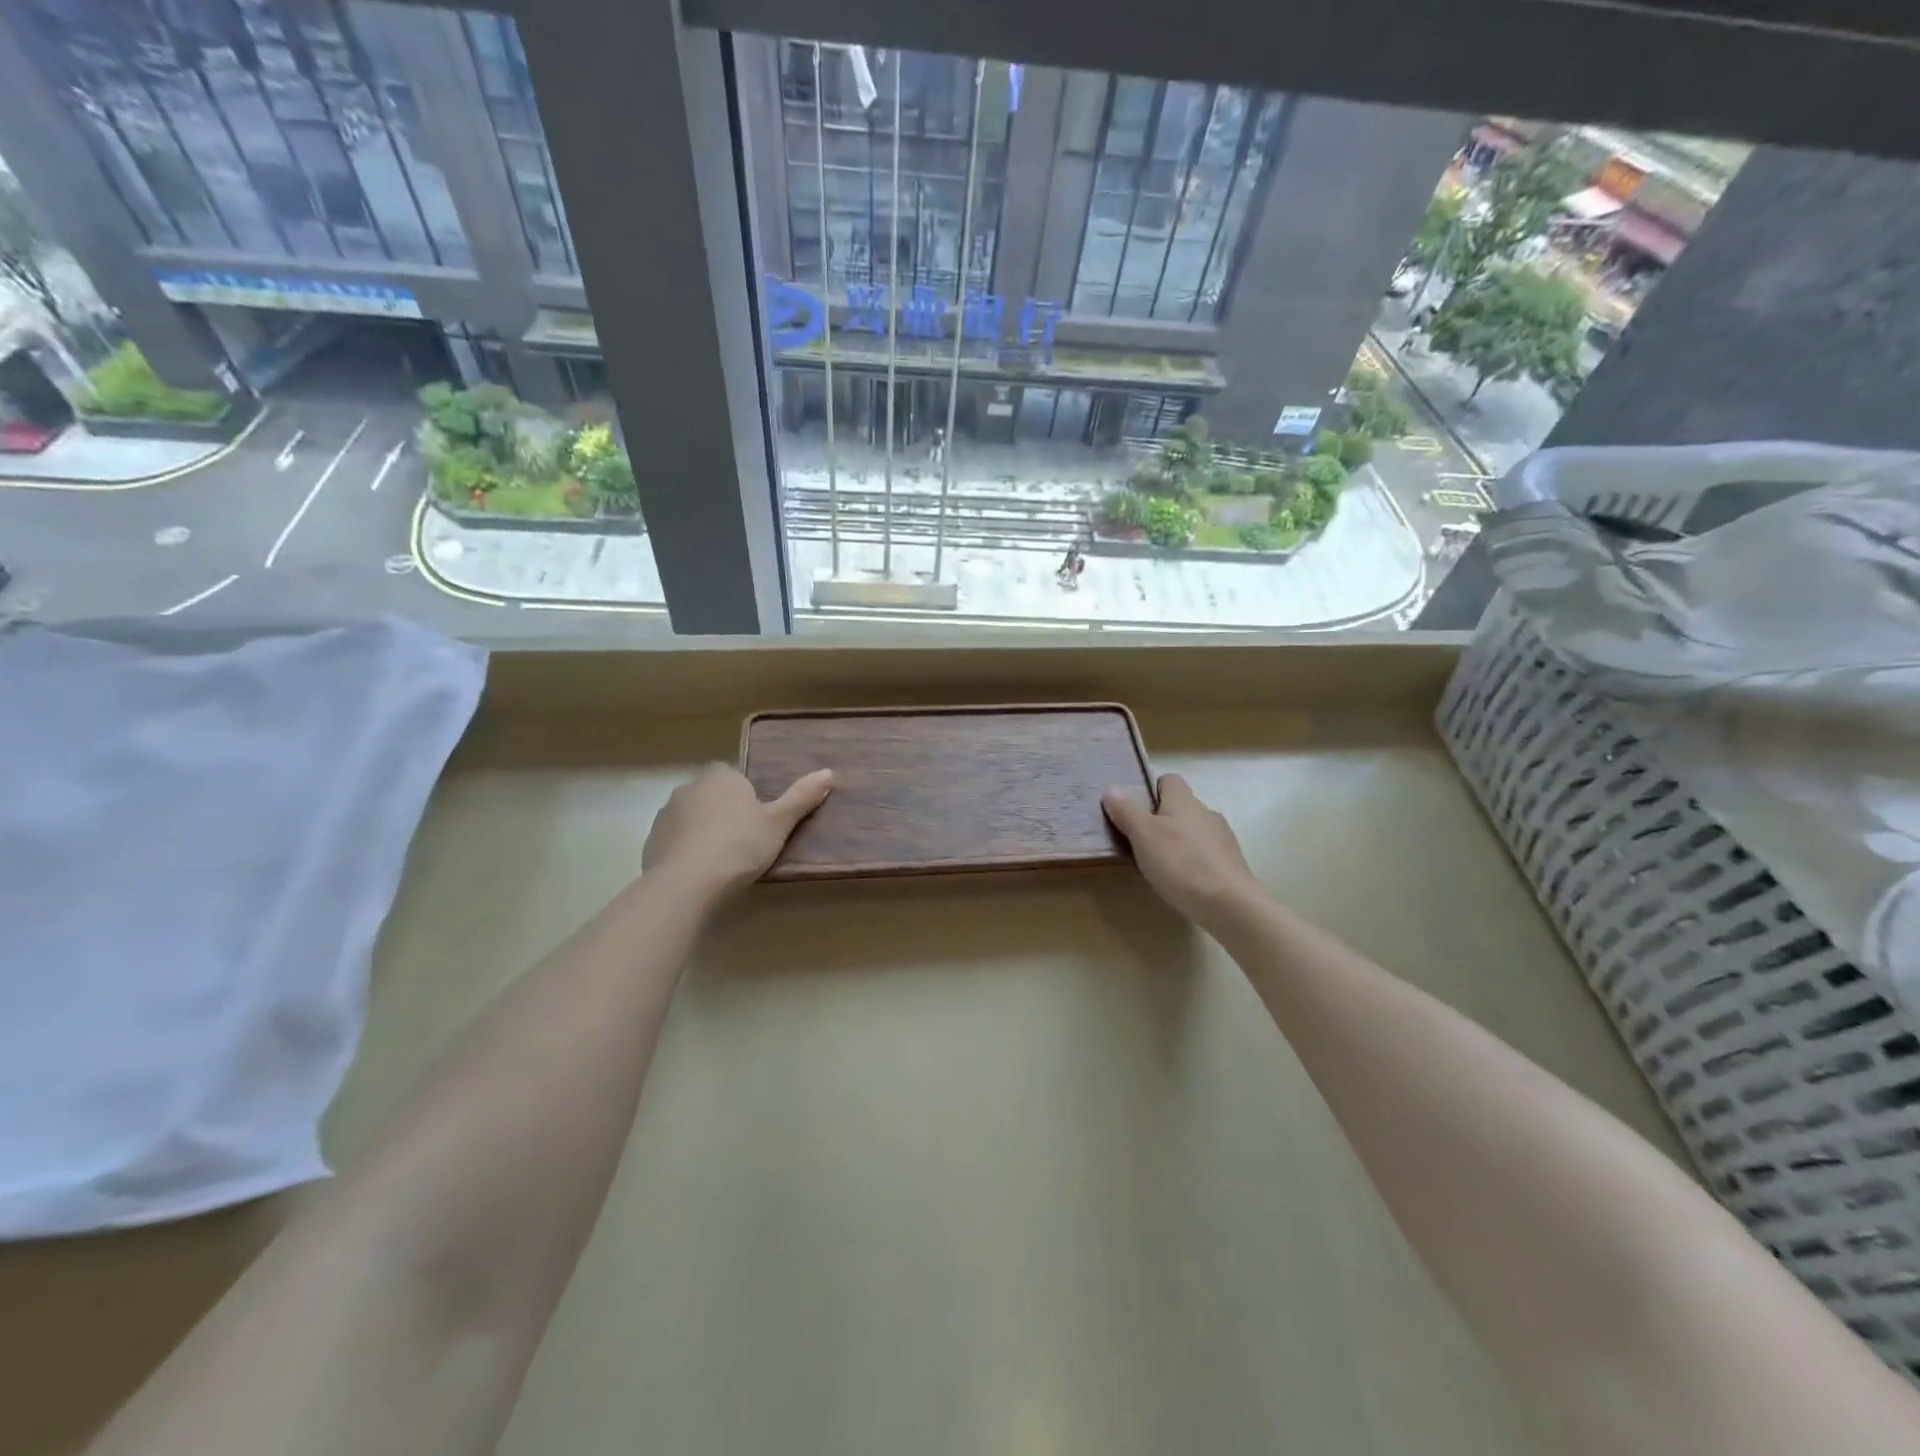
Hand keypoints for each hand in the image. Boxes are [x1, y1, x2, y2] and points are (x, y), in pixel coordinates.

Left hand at [643, 765, 833, 898]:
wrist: (687, 882)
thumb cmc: (740, 845)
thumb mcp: (779, 823)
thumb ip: (801, 797)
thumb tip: (829, 772)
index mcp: (721, 777)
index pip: (735, 775)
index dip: (747, 795)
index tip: (758, 819)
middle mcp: (690, 787)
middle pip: (712, 795)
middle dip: (724, 811)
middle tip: (745, 840)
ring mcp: (666, 814)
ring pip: (691, 817)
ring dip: (703, 830)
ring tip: (722, 859)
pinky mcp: (651, 841)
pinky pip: (675, 840)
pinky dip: (686, 850)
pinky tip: (700, 872)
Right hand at [1102, 773, 1263, 925]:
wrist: (1228, 905)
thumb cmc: (1180, 862)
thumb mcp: (1142, 835)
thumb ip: (1126, 810)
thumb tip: (1111, 788)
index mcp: (1184, 800)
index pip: (1169, 780)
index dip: (1150, 790)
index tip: (1134, 810)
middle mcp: (1206, 812)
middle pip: (1180, 807)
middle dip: (1161, 820)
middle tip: (1139, 842)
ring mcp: (1222, 838)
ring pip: (1192, 831)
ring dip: (1177, 842)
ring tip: (1159, 865)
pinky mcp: (1231, 864)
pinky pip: (1205, 854)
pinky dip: (1191, 862)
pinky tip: (1182, 881)